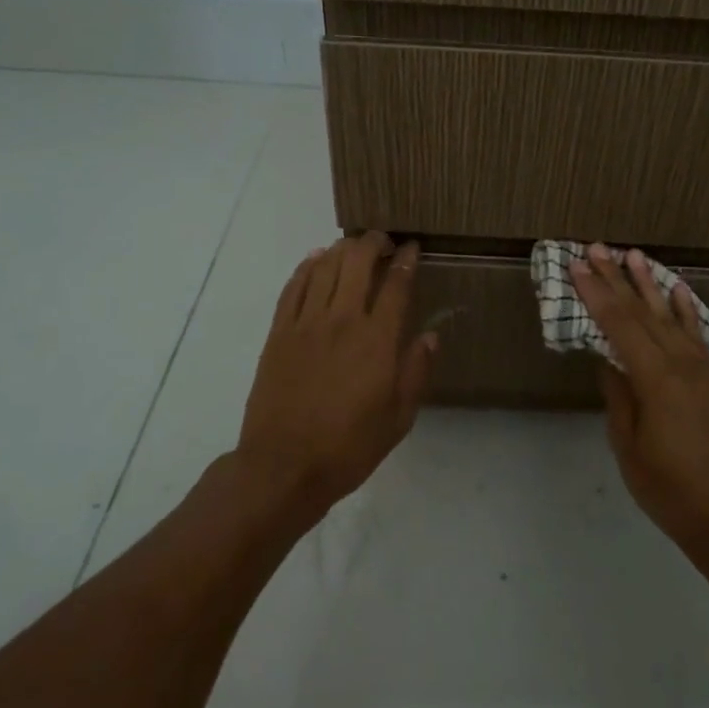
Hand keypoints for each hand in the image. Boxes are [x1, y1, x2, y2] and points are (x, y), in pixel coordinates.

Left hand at [237, 233, 436, 520]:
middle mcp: (342, 321)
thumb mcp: (398, 418)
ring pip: (324, 268)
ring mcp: (305, 324)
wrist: (284, 466)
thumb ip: (416, 372)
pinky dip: (306, 268)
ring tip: (353, 246)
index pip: (396, 285)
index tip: (412, 247)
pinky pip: (293, 288)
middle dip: (373, 243)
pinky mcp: (278, 334)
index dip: (406, 260)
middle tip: (383, 241)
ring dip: (342, 250)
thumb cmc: (349, 447)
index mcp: (377, 341)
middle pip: (357, 263)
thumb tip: (430, 335)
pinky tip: (315, 261)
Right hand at [571, 244, 708, 558]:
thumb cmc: (669, 489)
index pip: (619, 326)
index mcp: (657, 380)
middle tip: (597, 248)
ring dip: (651, 285)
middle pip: (644, 313)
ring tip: (633, 255)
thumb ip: (619, 396)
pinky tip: (678, 290)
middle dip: (617, 279)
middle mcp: (684, 365)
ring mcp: (707, 371)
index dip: (596, 294)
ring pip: (673, 318)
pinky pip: (698, 337)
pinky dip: (686, 311)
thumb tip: (609, 361)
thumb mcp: (629, 446)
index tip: (577, 266)